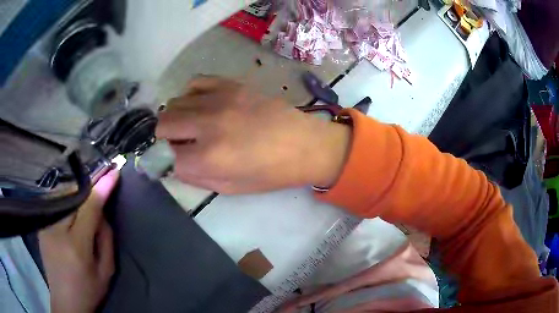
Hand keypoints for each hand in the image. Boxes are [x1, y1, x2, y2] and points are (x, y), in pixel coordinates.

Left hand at [39, 170, 118, 312]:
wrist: (65, 301)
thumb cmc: (89, 289)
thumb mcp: (106, 270)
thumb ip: (105, 238)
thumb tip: (101, 211)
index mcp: (76, 247)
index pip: (89, 208)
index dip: (101, 187)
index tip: (113, 172)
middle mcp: (57, 231)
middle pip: (74, 197)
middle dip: (88, 190)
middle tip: (99, 189)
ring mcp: (45, 226)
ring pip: (63, 197)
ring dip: (76, 195)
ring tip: (84, 201)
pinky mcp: (41, 226)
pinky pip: (55, 204)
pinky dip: (66, 202)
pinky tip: (71, 209)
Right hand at [156, 76, 350, 193]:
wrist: (304, 144)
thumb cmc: (270, 173)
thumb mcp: (230, 188)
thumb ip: (195, 177)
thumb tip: (172, 164)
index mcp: (209, 158)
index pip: (165, 156)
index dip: (164, 160)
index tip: (170, 160)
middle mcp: (207, 125)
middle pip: (163, 125)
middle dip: (163, 138)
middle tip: (176, 143)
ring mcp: (219, 100)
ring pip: (174, 103)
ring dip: (175, 117)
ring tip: (189, 125)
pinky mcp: (231, 85)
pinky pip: (195, 82)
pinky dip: (189, 95)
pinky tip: (200, 105)